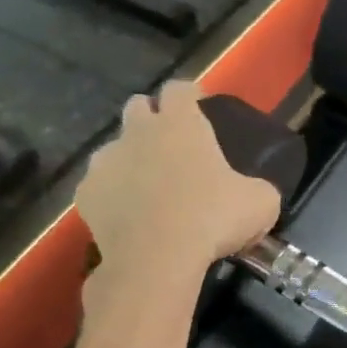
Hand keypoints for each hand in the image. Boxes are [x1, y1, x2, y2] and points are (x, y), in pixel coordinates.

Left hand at [77, 83, 281, 310]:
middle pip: (138, 106)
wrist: (156, 259)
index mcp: (181, 124)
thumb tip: (254, 192)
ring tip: (150, 187)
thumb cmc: (213, 219)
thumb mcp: (261, 203)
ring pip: (114, 147)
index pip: (179, 89)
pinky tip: (130, 216)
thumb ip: (257, 187)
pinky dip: (113, 195)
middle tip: (172, 145)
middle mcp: (138, 132)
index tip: (199, 107)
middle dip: (152, 118)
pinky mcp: (85, 193)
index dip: (190, 95)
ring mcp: (106, 161)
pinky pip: (99, 185)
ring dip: (130, 158)